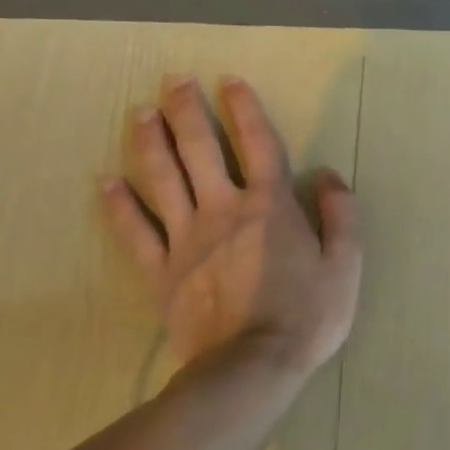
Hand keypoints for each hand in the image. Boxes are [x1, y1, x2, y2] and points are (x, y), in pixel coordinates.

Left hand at [99, 73, 361, 371]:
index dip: (244, 108)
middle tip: (173, 80)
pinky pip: (135, 232)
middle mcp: (224, 209)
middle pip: (201, 150)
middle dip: (187, 110)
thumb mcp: (344, 263)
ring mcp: (186, 239)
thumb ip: (339, 213)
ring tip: (140, 112)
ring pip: (163, 180)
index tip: (229, 80)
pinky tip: (104, 182)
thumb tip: (327, 173)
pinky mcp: (161, 271)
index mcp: (270, 205)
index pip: (258, 143)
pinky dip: (119, 206)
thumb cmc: (306, 315)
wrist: (250, 369)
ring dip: (150, 142)